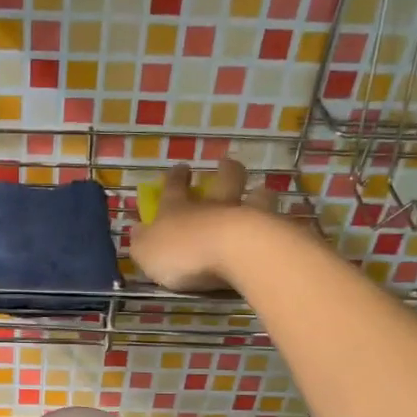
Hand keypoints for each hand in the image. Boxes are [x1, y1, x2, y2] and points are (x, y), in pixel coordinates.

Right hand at [130, 158, 304, 291]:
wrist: (234, 252)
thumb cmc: (183, 252)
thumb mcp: (147, 252)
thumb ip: (142, 242)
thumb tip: (136, 229)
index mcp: (179, 209)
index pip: (174, 187)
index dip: (175, 177)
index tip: (180, 167)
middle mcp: (213, 206)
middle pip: (224, 180)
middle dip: (225, 170)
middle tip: (226, 163)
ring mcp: (246, 215)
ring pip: (256, 196)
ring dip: (258, 194)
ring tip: (261, 192)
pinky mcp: (271, 232)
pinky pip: (275, 223)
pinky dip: (276, 223)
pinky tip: (281, 227)